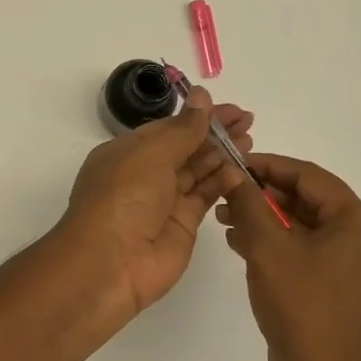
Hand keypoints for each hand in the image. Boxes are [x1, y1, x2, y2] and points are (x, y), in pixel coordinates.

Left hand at [57, 87, 253, 321]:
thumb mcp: (151, 155)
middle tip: (248, 120)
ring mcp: (164, 201)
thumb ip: (182, 130)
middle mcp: (144, 174)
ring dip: (222, 155)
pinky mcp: (182, 225)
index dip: (197, 116)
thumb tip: (201, 96)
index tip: (228, 108)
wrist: (110, 264)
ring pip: (197, 171)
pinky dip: (222, 183)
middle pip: (185, 148)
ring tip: (250, 139)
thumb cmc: (123, 198)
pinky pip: (204, 197)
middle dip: (215, 134)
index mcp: (127, 152)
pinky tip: (240, 171)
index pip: (167, 128)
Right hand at [218, 154, 360, 360]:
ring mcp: (347, 264)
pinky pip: (300, 250)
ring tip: (222, 216)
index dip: (267, 166)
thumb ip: (249, 205)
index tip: (232, 162)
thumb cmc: (301, 305)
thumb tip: (233, 175)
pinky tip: (237, 242)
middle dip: (261, 194)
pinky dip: (271, 243)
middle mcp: (359, 237)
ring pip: (299, 226)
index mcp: (356, 221)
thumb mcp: (267, 247)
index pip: (308, 176)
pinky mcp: (331, 286)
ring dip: (262, 218)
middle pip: (305, 199)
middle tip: (223, 191)